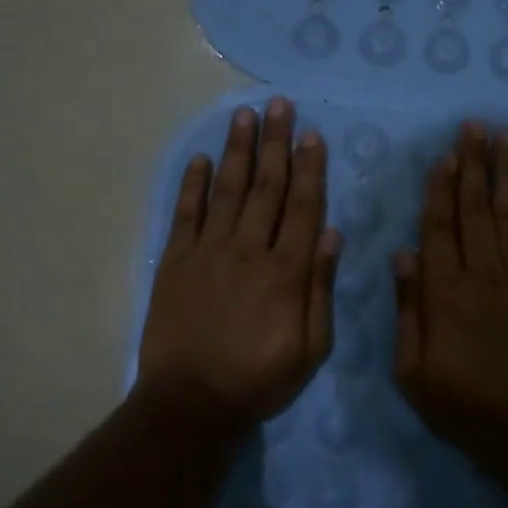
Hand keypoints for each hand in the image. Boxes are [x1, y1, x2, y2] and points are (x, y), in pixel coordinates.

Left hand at [136, 97, 341, 424]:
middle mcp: (248, 250)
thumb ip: (321, 287)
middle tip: (279, 104)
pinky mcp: (176, 262)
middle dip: (275, 143)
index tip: (313, 134)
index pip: (302, 207)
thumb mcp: (311, 347)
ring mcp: (208, 252)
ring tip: (244, 115)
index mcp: (286, 271)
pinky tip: (202, 159)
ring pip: (228, 190)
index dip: (309, 168)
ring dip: (238, 151)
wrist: (190, 403)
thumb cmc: (259, 378)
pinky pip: (186, 214)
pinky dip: (193, 185)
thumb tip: (332, 233)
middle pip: (266, 187)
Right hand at [392, 122, 507, 442]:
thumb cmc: (461, 401)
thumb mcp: (412, 369)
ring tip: (505, 138)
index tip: (445, 155)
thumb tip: (402, 255)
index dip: (441, 189)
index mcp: (444, 292)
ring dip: (507, 173)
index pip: (439, 228)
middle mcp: (482, 273)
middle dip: (474, 165)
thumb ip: (408, 309)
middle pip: (476, 209)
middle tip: (475, 126)